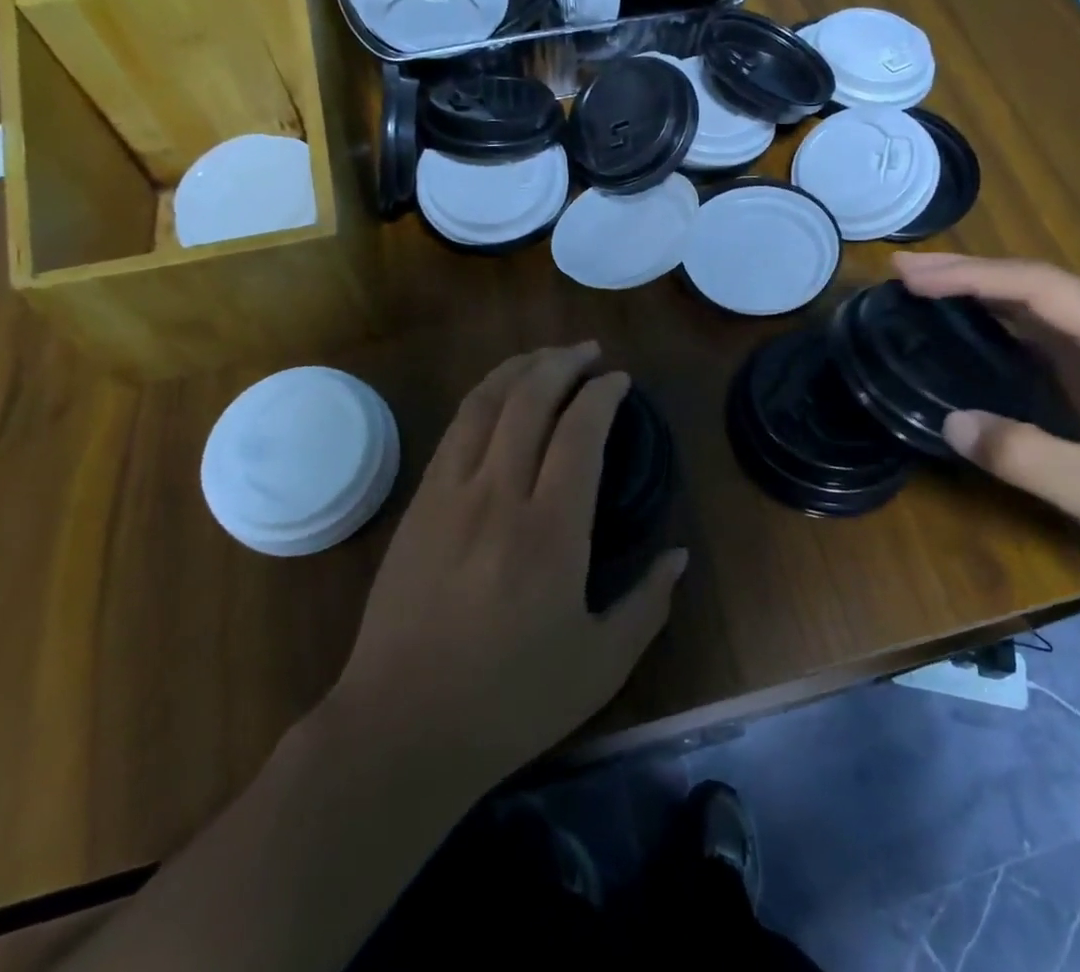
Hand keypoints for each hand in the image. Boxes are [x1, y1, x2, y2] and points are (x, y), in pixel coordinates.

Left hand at [331, 343, 686, 782]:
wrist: (401, 728)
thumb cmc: (510, 701)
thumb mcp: (600, 665)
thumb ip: (648, 604)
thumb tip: (679, 555)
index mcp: (550, 531)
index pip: (580, 431)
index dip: (603, 394)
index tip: (620, 380)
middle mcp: (498, 495)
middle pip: (530, 399)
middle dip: (563, 361)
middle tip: (589, 351)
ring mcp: (450, 494)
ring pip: (485, 403)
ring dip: (520, 368)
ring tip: (547, 356)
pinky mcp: (419, 504)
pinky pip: (455, 429)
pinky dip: (484, 397)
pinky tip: (499, 397)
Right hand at [894, 253, 1079, 589]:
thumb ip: (1019, 453)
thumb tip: (950, 422)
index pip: (1037, 286)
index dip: (969, 276)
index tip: (911, 276)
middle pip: (1037, 284)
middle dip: (968, 272)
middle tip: (904, 270)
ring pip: (1042, 304)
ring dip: (983, 291)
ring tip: (926, 286)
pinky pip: (1049, 332)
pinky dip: (1003, 319)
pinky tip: (975, 324)